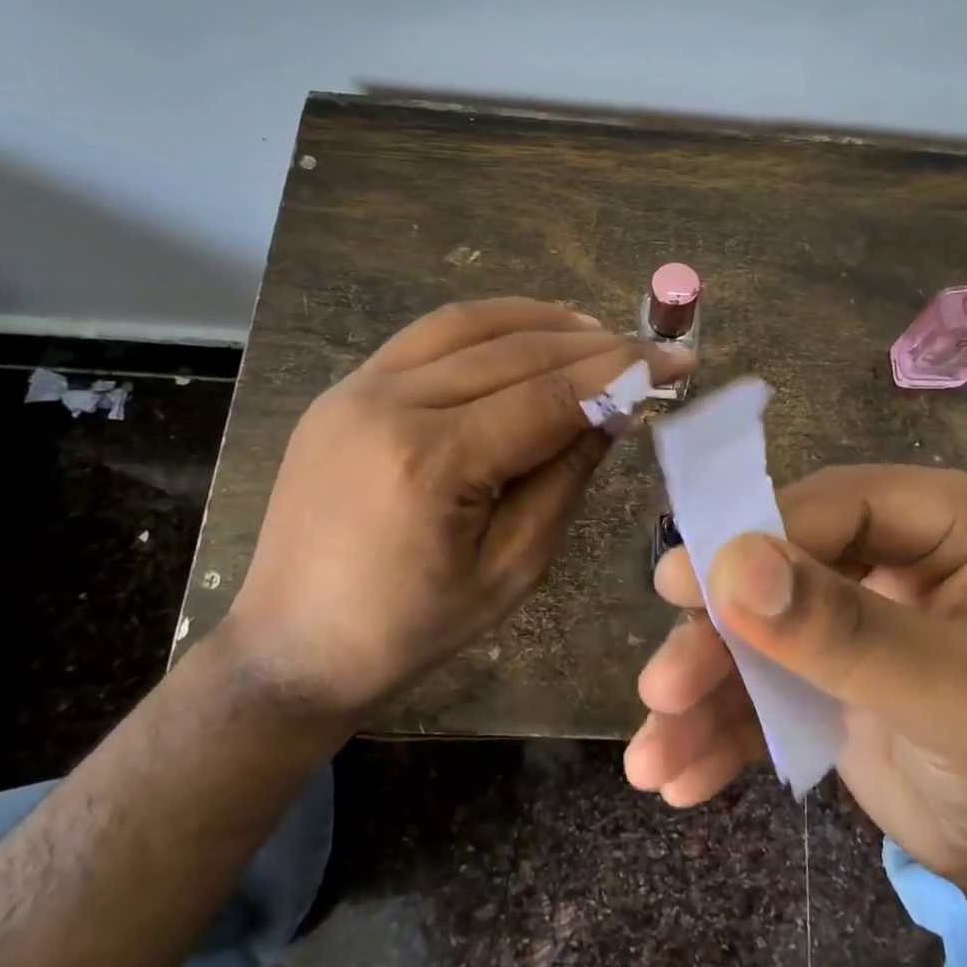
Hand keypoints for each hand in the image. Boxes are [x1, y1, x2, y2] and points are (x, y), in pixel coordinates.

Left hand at [224, 297, 693, 719]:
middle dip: (594, 346)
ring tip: (597, 332)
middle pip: (515, 351)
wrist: (290, 646)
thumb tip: (616, 409)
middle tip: (649, 348)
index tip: (675, 361)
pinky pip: (428, 337)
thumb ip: (565, 478)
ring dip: (543, 321)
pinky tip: (527, 335)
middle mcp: (389, 405)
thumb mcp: (512, 570)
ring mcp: (357, 388)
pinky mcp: (345, 389)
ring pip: (469, 324)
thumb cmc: (411, 629)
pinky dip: (489, 326)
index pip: (549, 396)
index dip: (621, 373)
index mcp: (432, 464)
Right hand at [627, 464, 966, 923]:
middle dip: (715, 629)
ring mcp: (846, 612)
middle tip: (662, 682)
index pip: (830, 504)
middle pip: (774, 563)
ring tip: (655, 754)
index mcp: (939, 520)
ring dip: (700, 687)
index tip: (684, 588)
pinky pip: (754, 683)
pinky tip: (679, 774)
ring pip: (749, 627)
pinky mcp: (818, 672)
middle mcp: (884, 551)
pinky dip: (714, 727)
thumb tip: (731, 566)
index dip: (754, 538)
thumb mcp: (952, 696)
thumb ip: (845, 631)